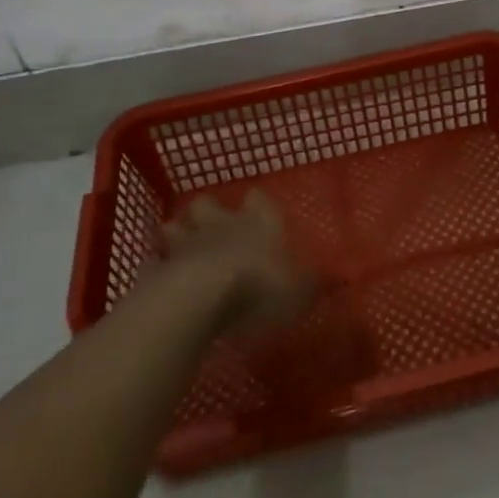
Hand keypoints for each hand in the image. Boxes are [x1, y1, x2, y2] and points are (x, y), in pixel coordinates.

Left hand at [160, 190, 316, 335]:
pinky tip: (161, 277)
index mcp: (258, 222)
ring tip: (183, 249)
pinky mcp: (158, 266)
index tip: (258, 210)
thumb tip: (342, 277)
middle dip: (208, 212)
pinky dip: (158, 266)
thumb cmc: (259, 287)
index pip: (258, 200)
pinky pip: (156, 260)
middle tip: (213, 227)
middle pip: (208, 204)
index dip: (258, 205)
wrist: (199, 297)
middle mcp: (221, 224)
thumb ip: (316, 284)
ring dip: (179, 234)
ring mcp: (185, 243)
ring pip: (177, 225)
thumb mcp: (300, 291)